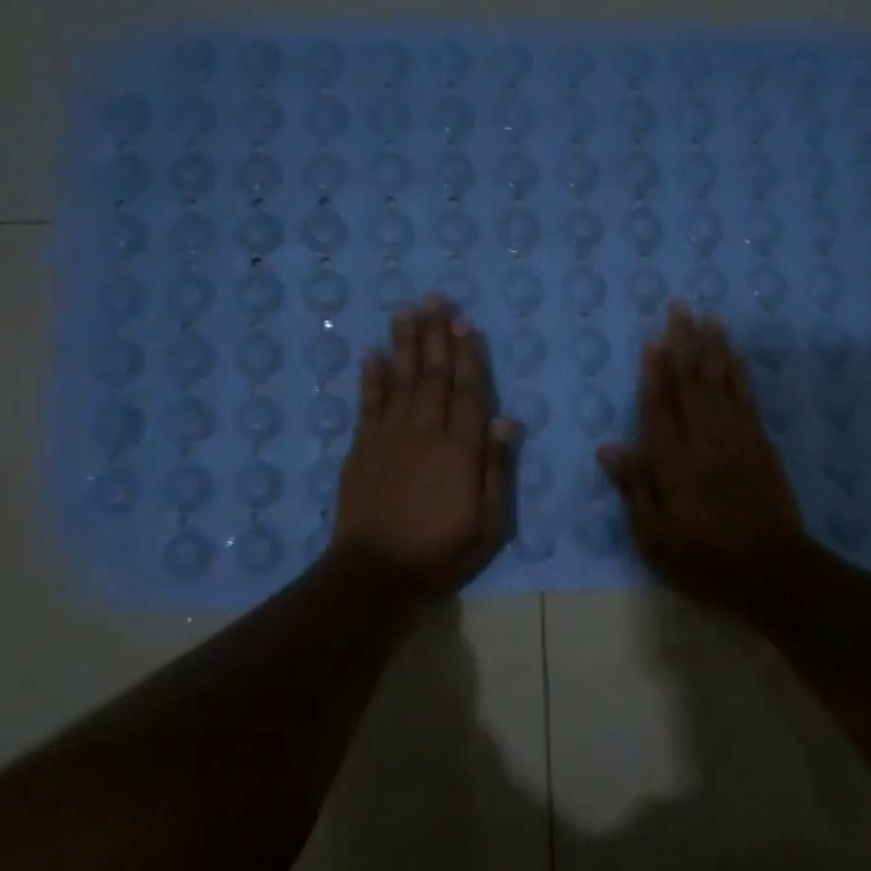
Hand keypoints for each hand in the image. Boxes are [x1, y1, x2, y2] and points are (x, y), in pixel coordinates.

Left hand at [333, 297, 515, 595]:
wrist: (378, 572)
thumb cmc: (442, 551)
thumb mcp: (490, 523)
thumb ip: (497, 469)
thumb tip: (507, 420)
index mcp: (462, 449)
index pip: (469, 392)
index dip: (469, 356)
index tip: (466, 323)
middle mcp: (427, 432)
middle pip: (435, 376)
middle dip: (437, 336)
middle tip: (437, 299)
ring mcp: (390, 437)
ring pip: (401, 380)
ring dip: (406, 344)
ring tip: (408, 310)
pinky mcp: (362, 448)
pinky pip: (368, 403)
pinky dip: (371, 377)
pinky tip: (373, 353)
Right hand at [598, 301, 806, 607]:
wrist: (771, 570)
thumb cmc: (704, 559)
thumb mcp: (654, 536)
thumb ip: (634, 487)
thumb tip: (608, 447)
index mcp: (673, 462)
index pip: (658, 406)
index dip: (654, 371)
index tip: (652, 338)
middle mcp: (705, 439)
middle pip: (692, 382)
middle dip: (684, 343)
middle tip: (679, 307)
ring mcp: (737, 438)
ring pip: (722, 382)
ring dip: (714, 347)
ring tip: (708, 317)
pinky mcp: (761, 444)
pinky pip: (748, 398)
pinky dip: (740, 373)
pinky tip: (735, 355)